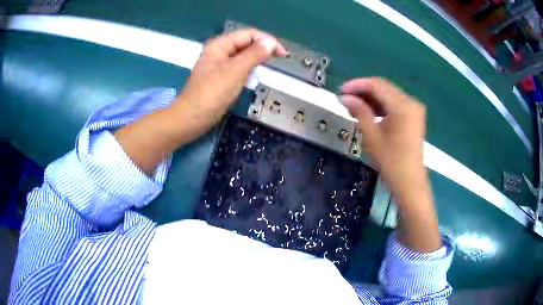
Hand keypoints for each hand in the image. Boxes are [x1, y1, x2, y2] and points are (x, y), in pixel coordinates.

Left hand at [177, 29, 287, 125]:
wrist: (191, 118)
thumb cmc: (212, 94)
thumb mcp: (235, 71)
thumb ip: (254, 54)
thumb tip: (271, 42)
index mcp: (220, 45)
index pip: (249, 34)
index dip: (267, 40)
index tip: (282, 54)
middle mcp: (219, 51)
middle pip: (245, 43)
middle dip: (262, 50)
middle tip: (278, 61)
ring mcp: (218, 65)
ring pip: (242, 56)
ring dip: (256, 60)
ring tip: (267, 69)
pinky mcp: (219, 77)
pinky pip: (238, 68)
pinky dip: (248, 71)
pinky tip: (252, 78)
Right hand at [340, 77, 425, 197]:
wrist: (409, 182)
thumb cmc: (391, 161)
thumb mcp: (372, 136)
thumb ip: (359, 111)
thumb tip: (345, 97)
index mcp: (402, 106)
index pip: (377, 85)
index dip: (357, 85)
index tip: (341, 90)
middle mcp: (411, 102)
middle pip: (384, 87)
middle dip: (363, 91)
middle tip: (345, 98)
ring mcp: (414, 109)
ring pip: (389, 95)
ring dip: (371, 98)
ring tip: (353, 106)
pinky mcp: (413, 116)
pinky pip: (395, 104)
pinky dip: (381, 105)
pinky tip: (368, 112)